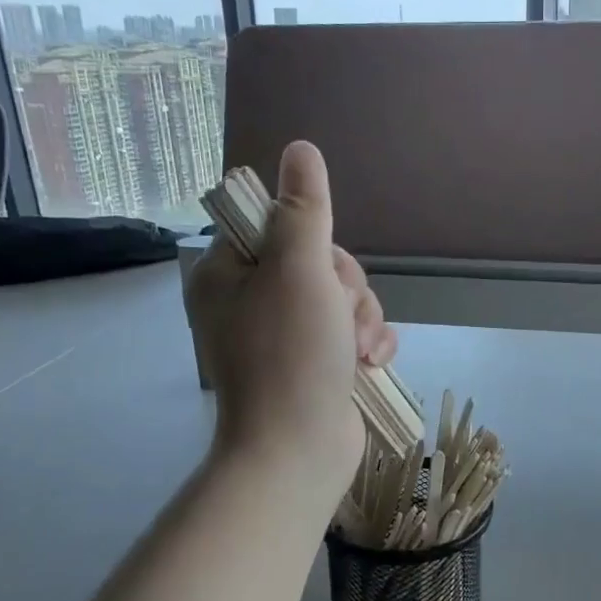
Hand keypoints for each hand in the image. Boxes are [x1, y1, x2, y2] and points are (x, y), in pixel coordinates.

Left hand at [184, 141, 395, 503]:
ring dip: (363, 319)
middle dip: (346, 290)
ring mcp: (284, 337)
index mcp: (229, 275)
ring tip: (360, 351)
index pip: (281, 227)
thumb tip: (300, 149)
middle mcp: (251, 302)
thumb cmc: (291, 355)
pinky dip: (368, 344)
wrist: (298, 451)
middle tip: (342, 320)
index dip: (316, 243)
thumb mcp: (299, 270)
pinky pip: (351, 332)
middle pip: (319, 263)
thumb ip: (304, 209)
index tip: (321, 270)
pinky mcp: (314, 364)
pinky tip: (372, 364)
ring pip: (343, 299)